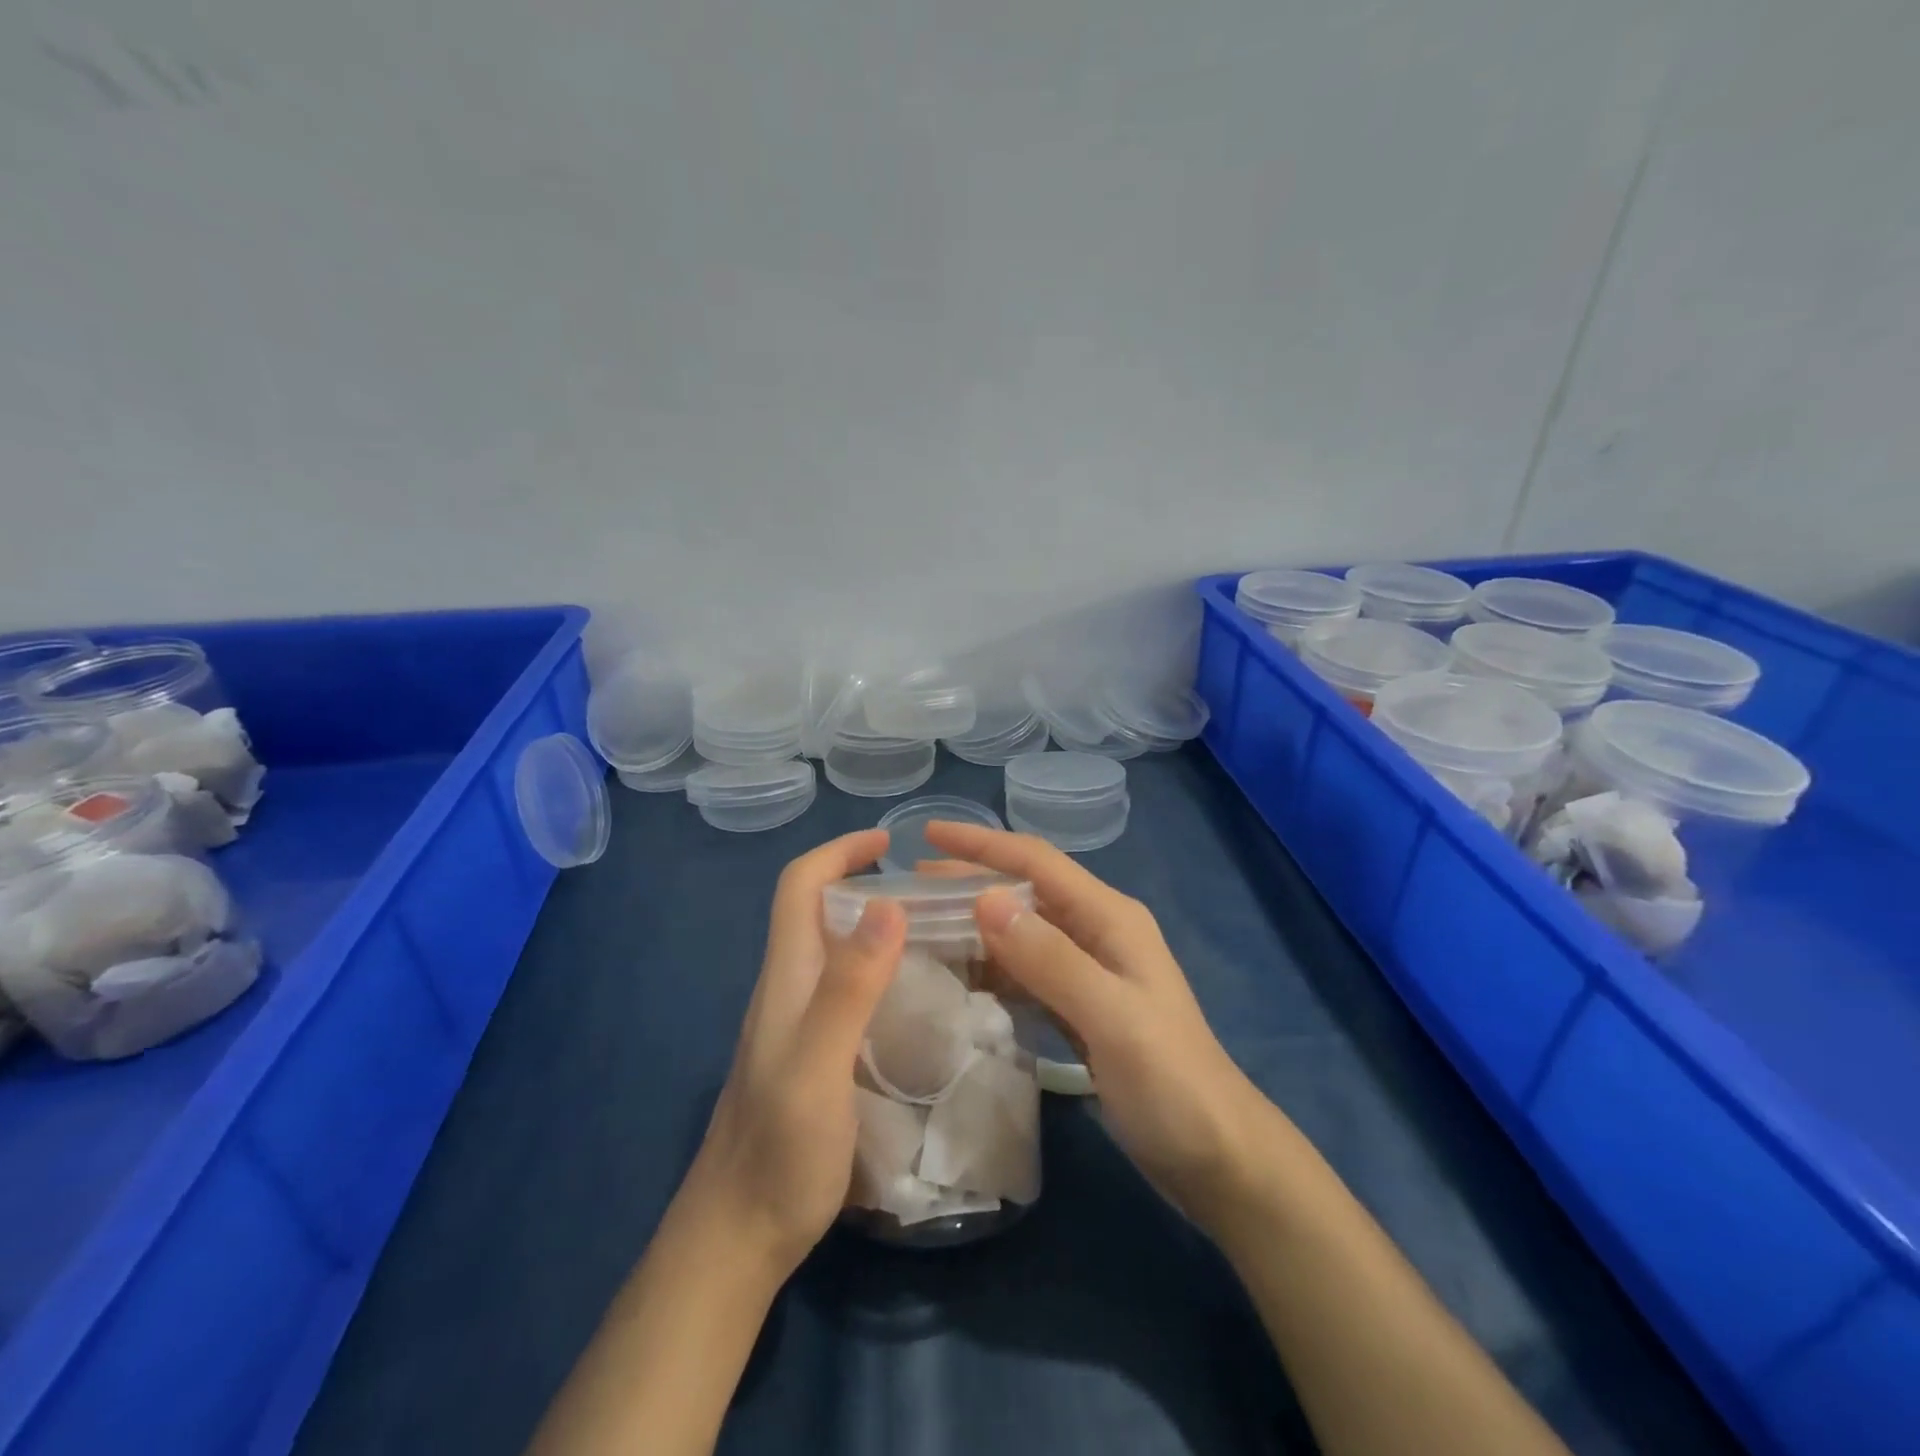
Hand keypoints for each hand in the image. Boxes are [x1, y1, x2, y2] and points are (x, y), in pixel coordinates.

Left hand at [681, 829, 905, 1276]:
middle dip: (865, 881)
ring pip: (835, 949)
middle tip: (931, 892)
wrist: (739, 1235)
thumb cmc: (779, 1151)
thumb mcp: (817, 1067)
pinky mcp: (813, 1053)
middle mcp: (789, 988)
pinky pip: (847, 987)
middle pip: (818, 910)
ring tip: (937, 933)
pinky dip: (880, 969)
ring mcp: (798, 1023)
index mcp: (786, 977)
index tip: (888, 843)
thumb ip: (849, 988)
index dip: (838, 851)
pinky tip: (918, 995)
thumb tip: (887, 904)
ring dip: (876, 925)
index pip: (799, 886)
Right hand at [922, 821, 1269, 1227]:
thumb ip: (1051, 958)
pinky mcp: (1081, 1007)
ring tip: (923, 927)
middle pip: (1024, 892)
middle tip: (910, 888)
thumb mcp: (1111, 1017)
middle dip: (970, 881)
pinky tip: (960, 978)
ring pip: (1021, 933)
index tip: (929, 835)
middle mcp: (1098, 932)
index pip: (1037, 862)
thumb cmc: (1170, 1082)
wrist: (1217, 1156)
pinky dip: (992, 968)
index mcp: (1110, 918)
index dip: (982, 845)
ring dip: (976, 926)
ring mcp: (1090, 971)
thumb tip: (984, 899)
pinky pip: (1026, 973)